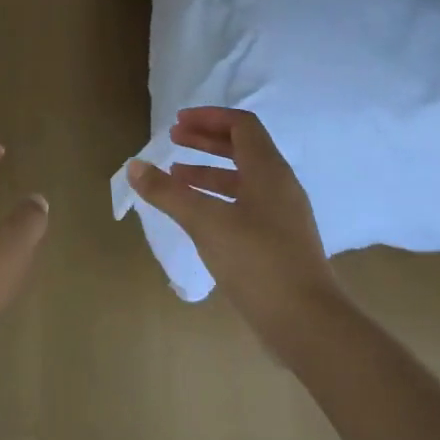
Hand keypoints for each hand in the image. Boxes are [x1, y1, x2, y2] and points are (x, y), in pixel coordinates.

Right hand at [128, 108, 340, 360]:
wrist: (305, 321)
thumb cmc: (256, 261)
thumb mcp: (205, 222)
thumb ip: (168, 192)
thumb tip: (134, 166)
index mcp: (269, 171)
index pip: (242, 125)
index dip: (209, 118)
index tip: (178, 122)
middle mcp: (279, 186)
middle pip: (243, 148)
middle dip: (206, 140)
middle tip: (173, 139)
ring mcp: (282, 216)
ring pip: (243, 179)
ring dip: (209, 171)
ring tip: (175, 176)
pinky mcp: (278, 242)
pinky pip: (245, 205)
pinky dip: (217, 198)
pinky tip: (196, 215)